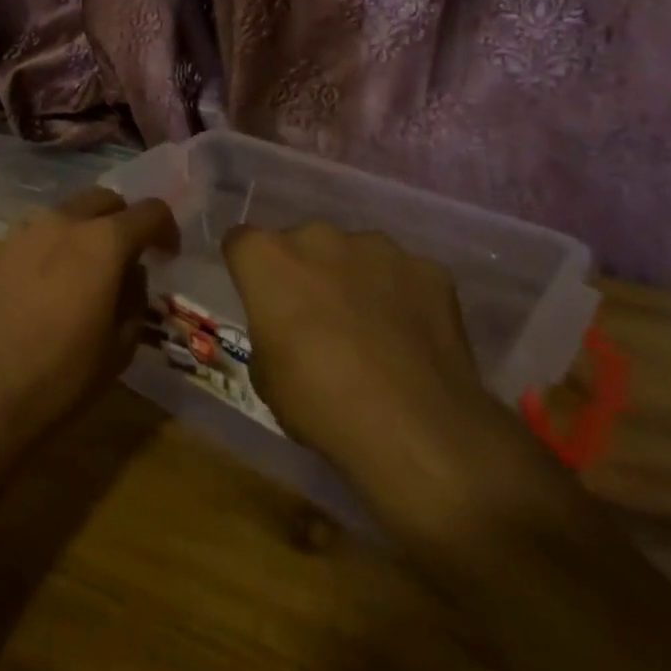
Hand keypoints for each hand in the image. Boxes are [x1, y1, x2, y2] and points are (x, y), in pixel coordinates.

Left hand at [0, 188, 177, 448]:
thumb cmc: (64, 374)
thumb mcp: (121, 344)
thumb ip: (135, 296)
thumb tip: (130, 272)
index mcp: (104, 241)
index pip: (149, 211)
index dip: (166, 229)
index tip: (168, 254)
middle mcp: (65, 221)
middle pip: (106, 199)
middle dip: (124, 220)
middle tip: (129, 255)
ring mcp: (28, 230)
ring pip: (70, 211)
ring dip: (88, 228)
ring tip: (88, 267)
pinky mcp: (1, 246)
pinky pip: (39, 231)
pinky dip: (56, 243)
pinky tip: (52, 279)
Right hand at [224, 221, 519, 517]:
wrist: (417, 434)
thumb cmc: (320, 405)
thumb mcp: (265, 377)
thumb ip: (268, 330)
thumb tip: (286, 328)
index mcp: (268, 257)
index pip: (242, 243)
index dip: (250, 271)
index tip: (261, 300)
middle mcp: (318, 236)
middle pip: (301, 244)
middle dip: (306, 272)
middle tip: (318, 319)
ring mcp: (377, 247)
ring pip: (355, 254)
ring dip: (355, 280)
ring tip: (373, 331)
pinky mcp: (428, 269)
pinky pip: (406, 277)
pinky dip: (404, 298)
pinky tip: (413, 341)